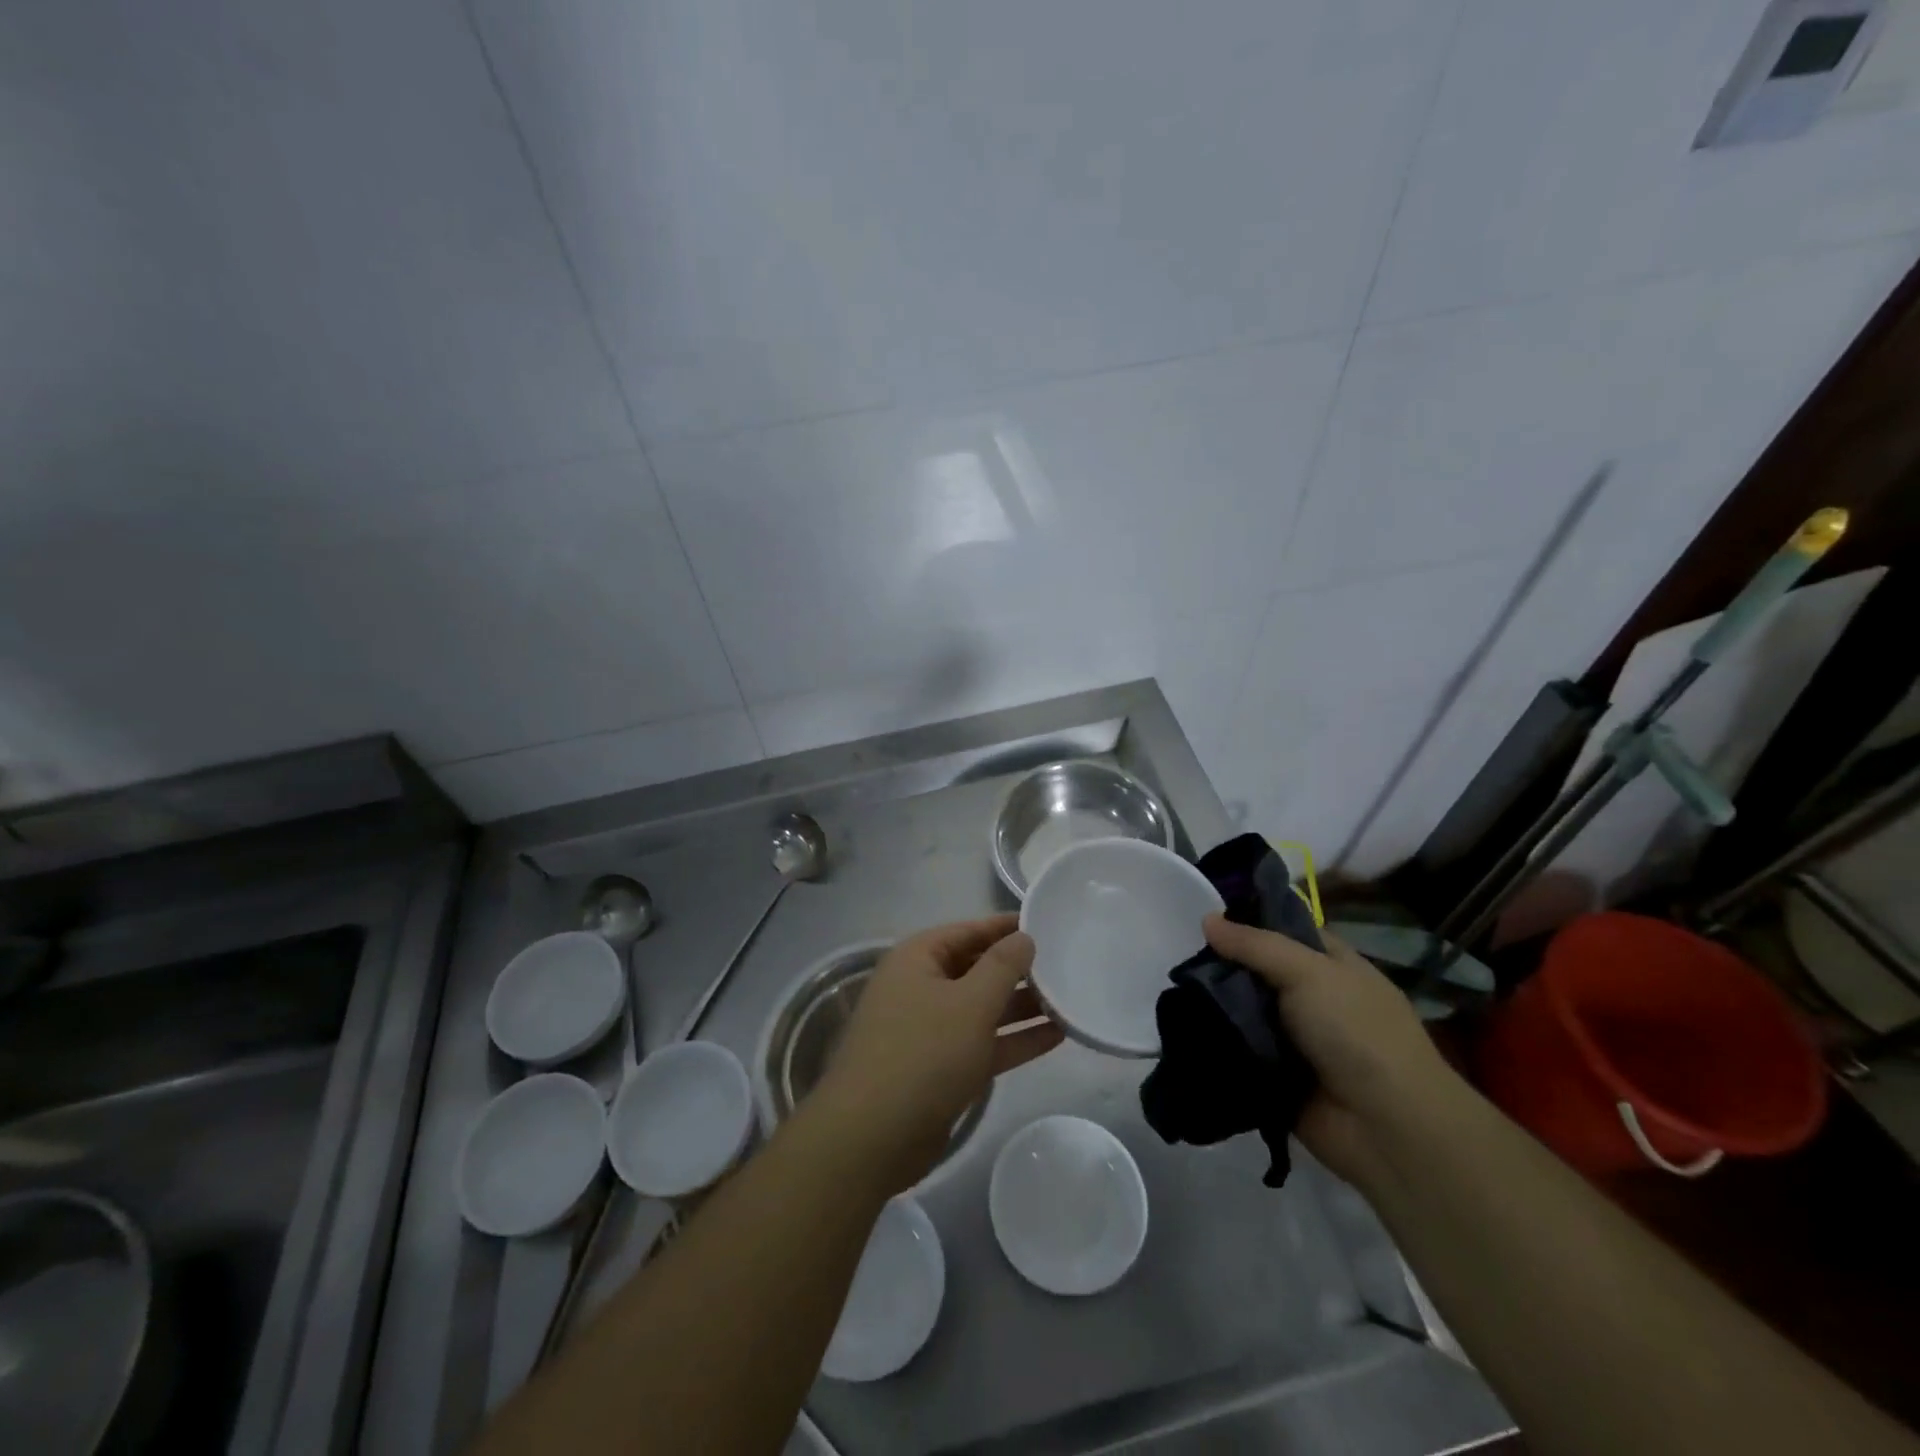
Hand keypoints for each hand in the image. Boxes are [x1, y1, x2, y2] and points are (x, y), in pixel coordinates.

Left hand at [810, 914, 1063, 1192]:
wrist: (872, 1138)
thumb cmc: (923, 1053)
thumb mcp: (970, 1002)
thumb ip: (1002, 966)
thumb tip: (1024, 937)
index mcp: (917, 959)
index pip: (968, 930)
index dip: (1006, 927)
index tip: (1047, 924)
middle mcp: (921, 987)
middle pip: (976, 968)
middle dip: (1019, 969)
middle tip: (1067, 964)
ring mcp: (930, 1030)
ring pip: (983, 1008)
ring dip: (1022, 1006)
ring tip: (1071, 1000)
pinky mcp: (942, 1069)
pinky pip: (984, 1043)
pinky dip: (1015, 1039)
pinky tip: (1057, 1036)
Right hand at [1202, 914, 1462, 1190]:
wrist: (1387, 1129)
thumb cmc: (1357, 1033)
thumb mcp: (1309, 972)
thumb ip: (1255, 945)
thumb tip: (1206, 919)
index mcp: (1331, 965)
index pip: (1283, 930)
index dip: (1247, 921)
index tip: (1203, 916)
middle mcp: (1312, 997)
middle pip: (1256, 971)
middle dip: (1221, 965)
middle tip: (1179, 956)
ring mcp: (1294, 1039)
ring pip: (1243, 1011)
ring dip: (1213, 1005)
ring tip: (1170, 992)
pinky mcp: (1275, 1075)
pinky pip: (1237, 1050)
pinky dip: (1215, 1043)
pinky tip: (1179, 1029)